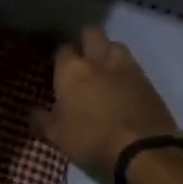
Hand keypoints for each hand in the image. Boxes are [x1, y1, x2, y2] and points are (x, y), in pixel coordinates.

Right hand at [35, 27, 181, 180]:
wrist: (143, 150)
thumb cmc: (92, 140)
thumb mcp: (57, 137)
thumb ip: (42, 121)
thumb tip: (34, 112)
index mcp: (72, 70)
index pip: (62, 49)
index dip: (59, 57)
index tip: (57, 69)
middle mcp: (99, 59)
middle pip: (91, 33)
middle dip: (85, 40)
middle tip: (80, 59)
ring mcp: (127, 66)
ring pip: (114, 45)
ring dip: (107, 52)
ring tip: (103, 71)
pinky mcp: (149, 80)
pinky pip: (132, 66)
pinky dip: (124, 72)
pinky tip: (122, 88)